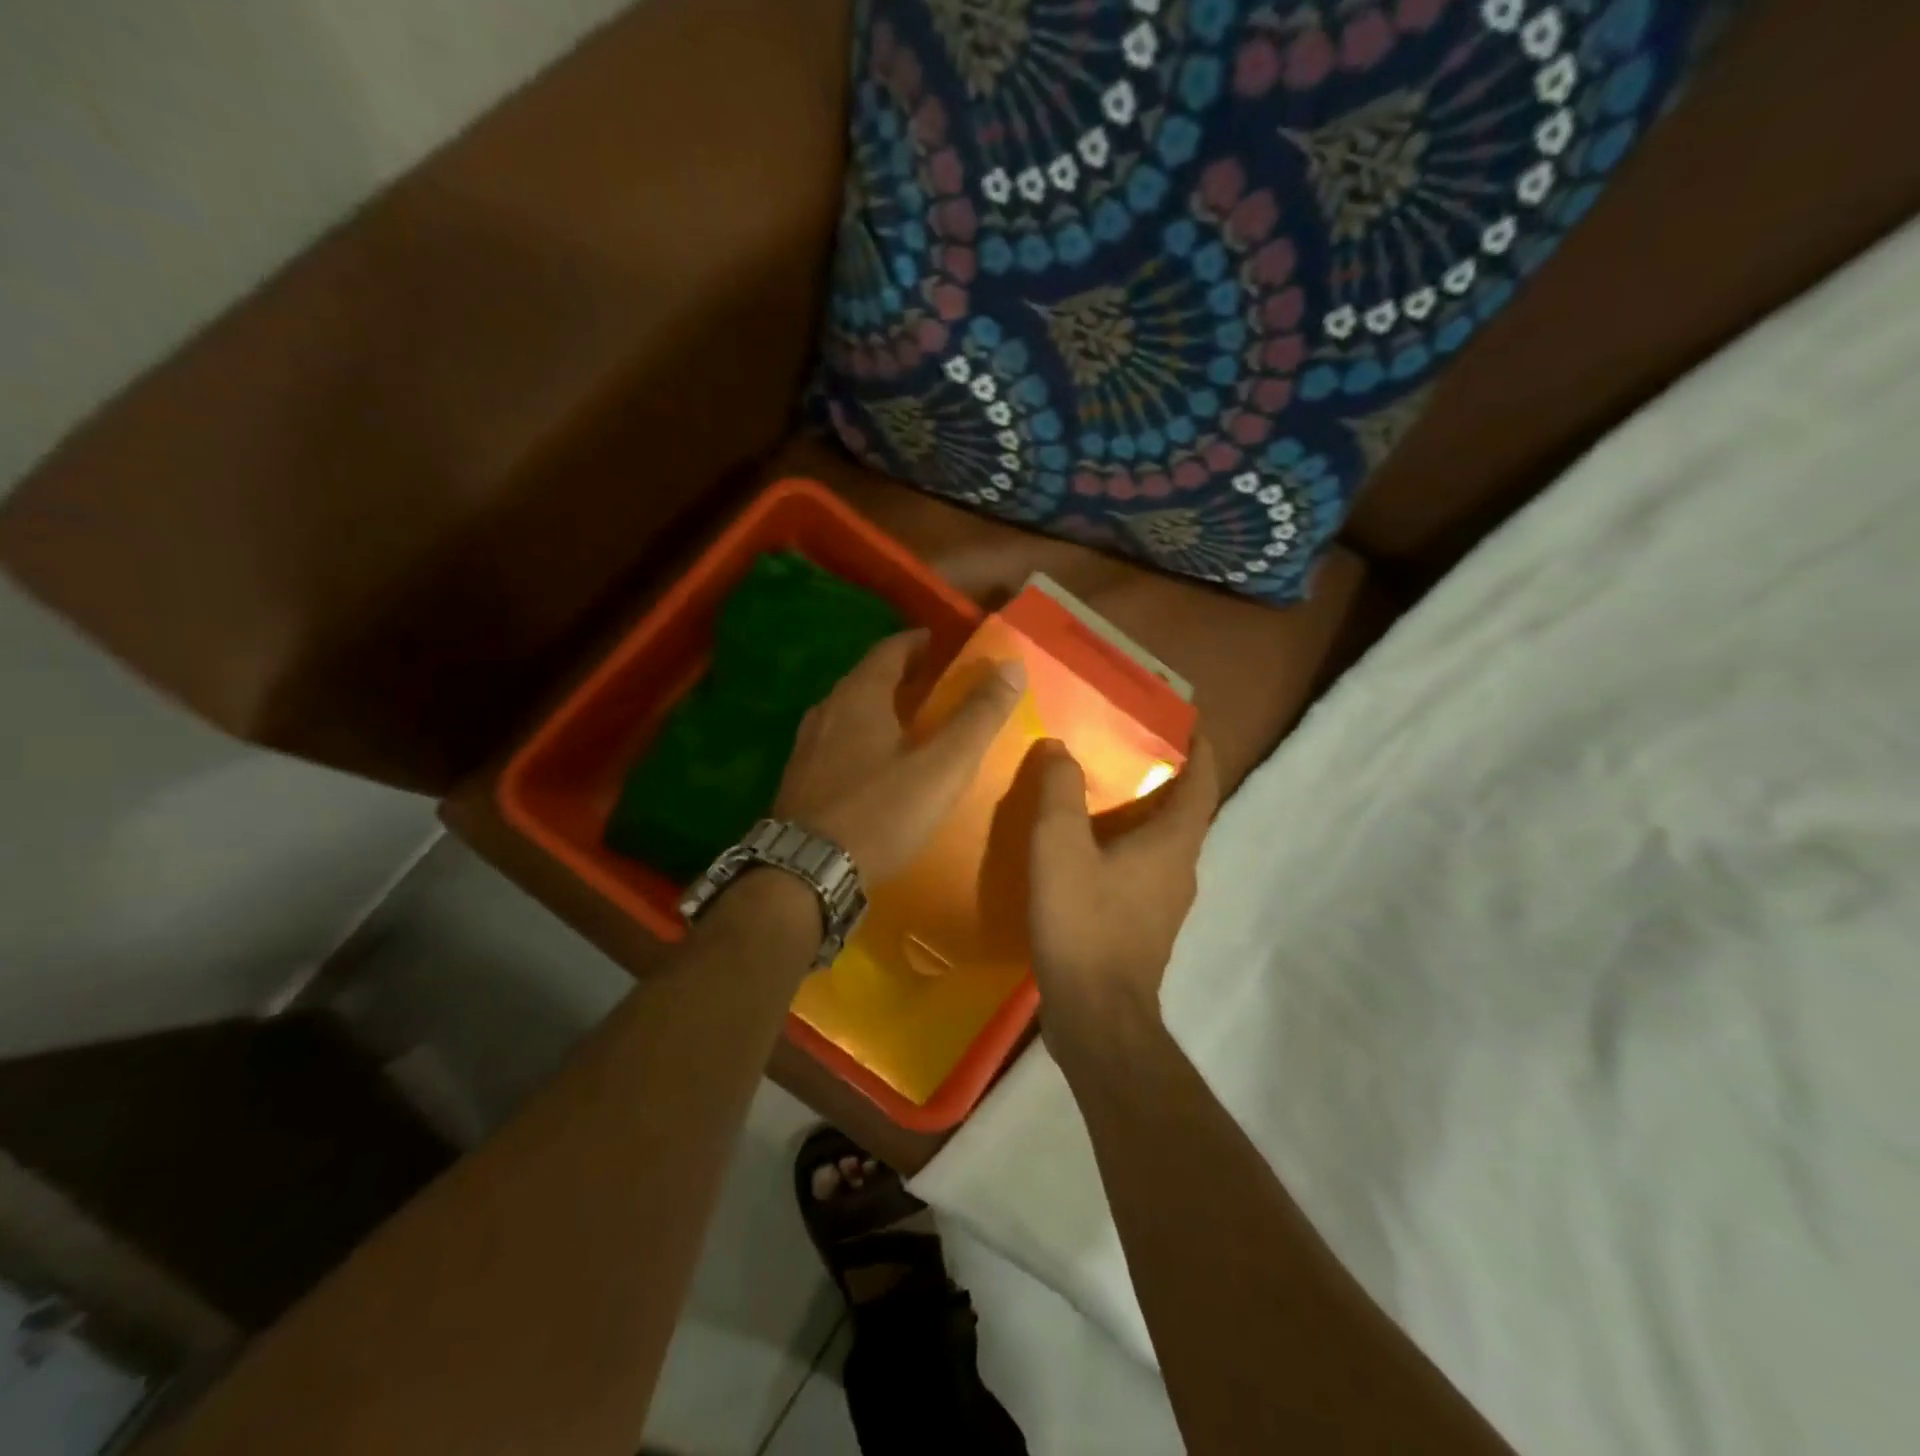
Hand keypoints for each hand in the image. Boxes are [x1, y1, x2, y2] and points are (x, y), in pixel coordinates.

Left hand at [774, 629, 1025, 884]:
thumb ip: (977, 717)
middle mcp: (827, 709)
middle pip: (868, 677)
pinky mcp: (799, 778)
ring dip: (881, 706)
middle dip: (903, 674)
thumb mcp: (941, 767)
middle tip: (937, 684)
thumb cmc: (879, 813)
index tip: (945, 645)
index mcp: (860, 696)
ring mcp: (807, 745)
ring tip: (911, 721)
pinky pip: (836, 740)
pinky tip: (876, 763)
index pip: (891, 649)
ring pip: (849, 710)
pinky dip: (862, 736)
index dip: (921, 642)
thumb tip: (1012, 667)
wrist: (805, 873)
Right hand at [1025, 735, 1219, 1051]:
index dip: (1202, 752)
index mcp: (1173, 844)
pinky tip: (1088, 852)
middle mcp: (1181, 871)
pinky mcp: (1145, 929)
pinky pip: (1144, 872)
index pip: (1202, 785)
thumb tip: (1062, 748)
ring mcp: (1166, 905)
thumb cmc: (1084, 923)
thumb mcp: (1060, 847)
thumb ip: (1060, 792)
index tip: (1191, 725)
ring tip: (1103, 794)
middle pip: (1184, 814)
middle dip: (1165, 780)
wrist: (1095, 1016)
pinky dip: (1127, 849)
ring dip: (1143, 816)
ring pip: (1163, 846)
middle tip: (1128, 751)